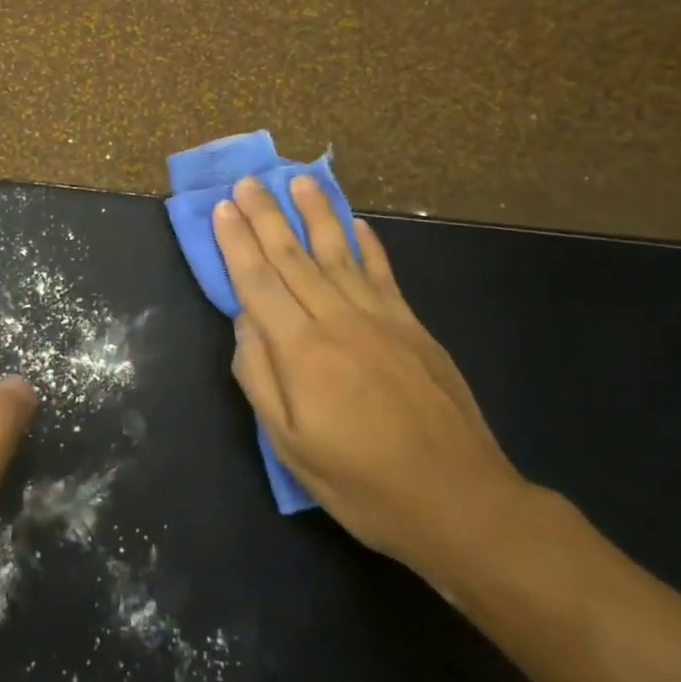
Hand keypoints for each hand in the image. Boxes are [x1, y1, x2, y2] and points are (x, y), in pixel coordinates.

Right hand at [213, 176, 530, 585]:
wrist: (459, 500)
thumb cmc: (362, 482)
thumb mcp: (290, 445)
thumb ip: (260, 377)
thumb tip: (244, 322)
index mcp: (302, 351)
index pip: (258, 282)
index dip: (236, 243)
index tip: (222, 208)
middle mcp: (338, 320)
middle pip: (293, 257)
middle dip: (266, 216)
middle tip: (247, 182)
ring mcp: (381, 319)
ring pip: (338, 253)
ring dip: (315, 214)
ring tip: (299, 181)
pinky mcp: (413, 326)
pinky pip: (383, 273)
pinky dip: (367, 244)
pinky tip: (355, 223)